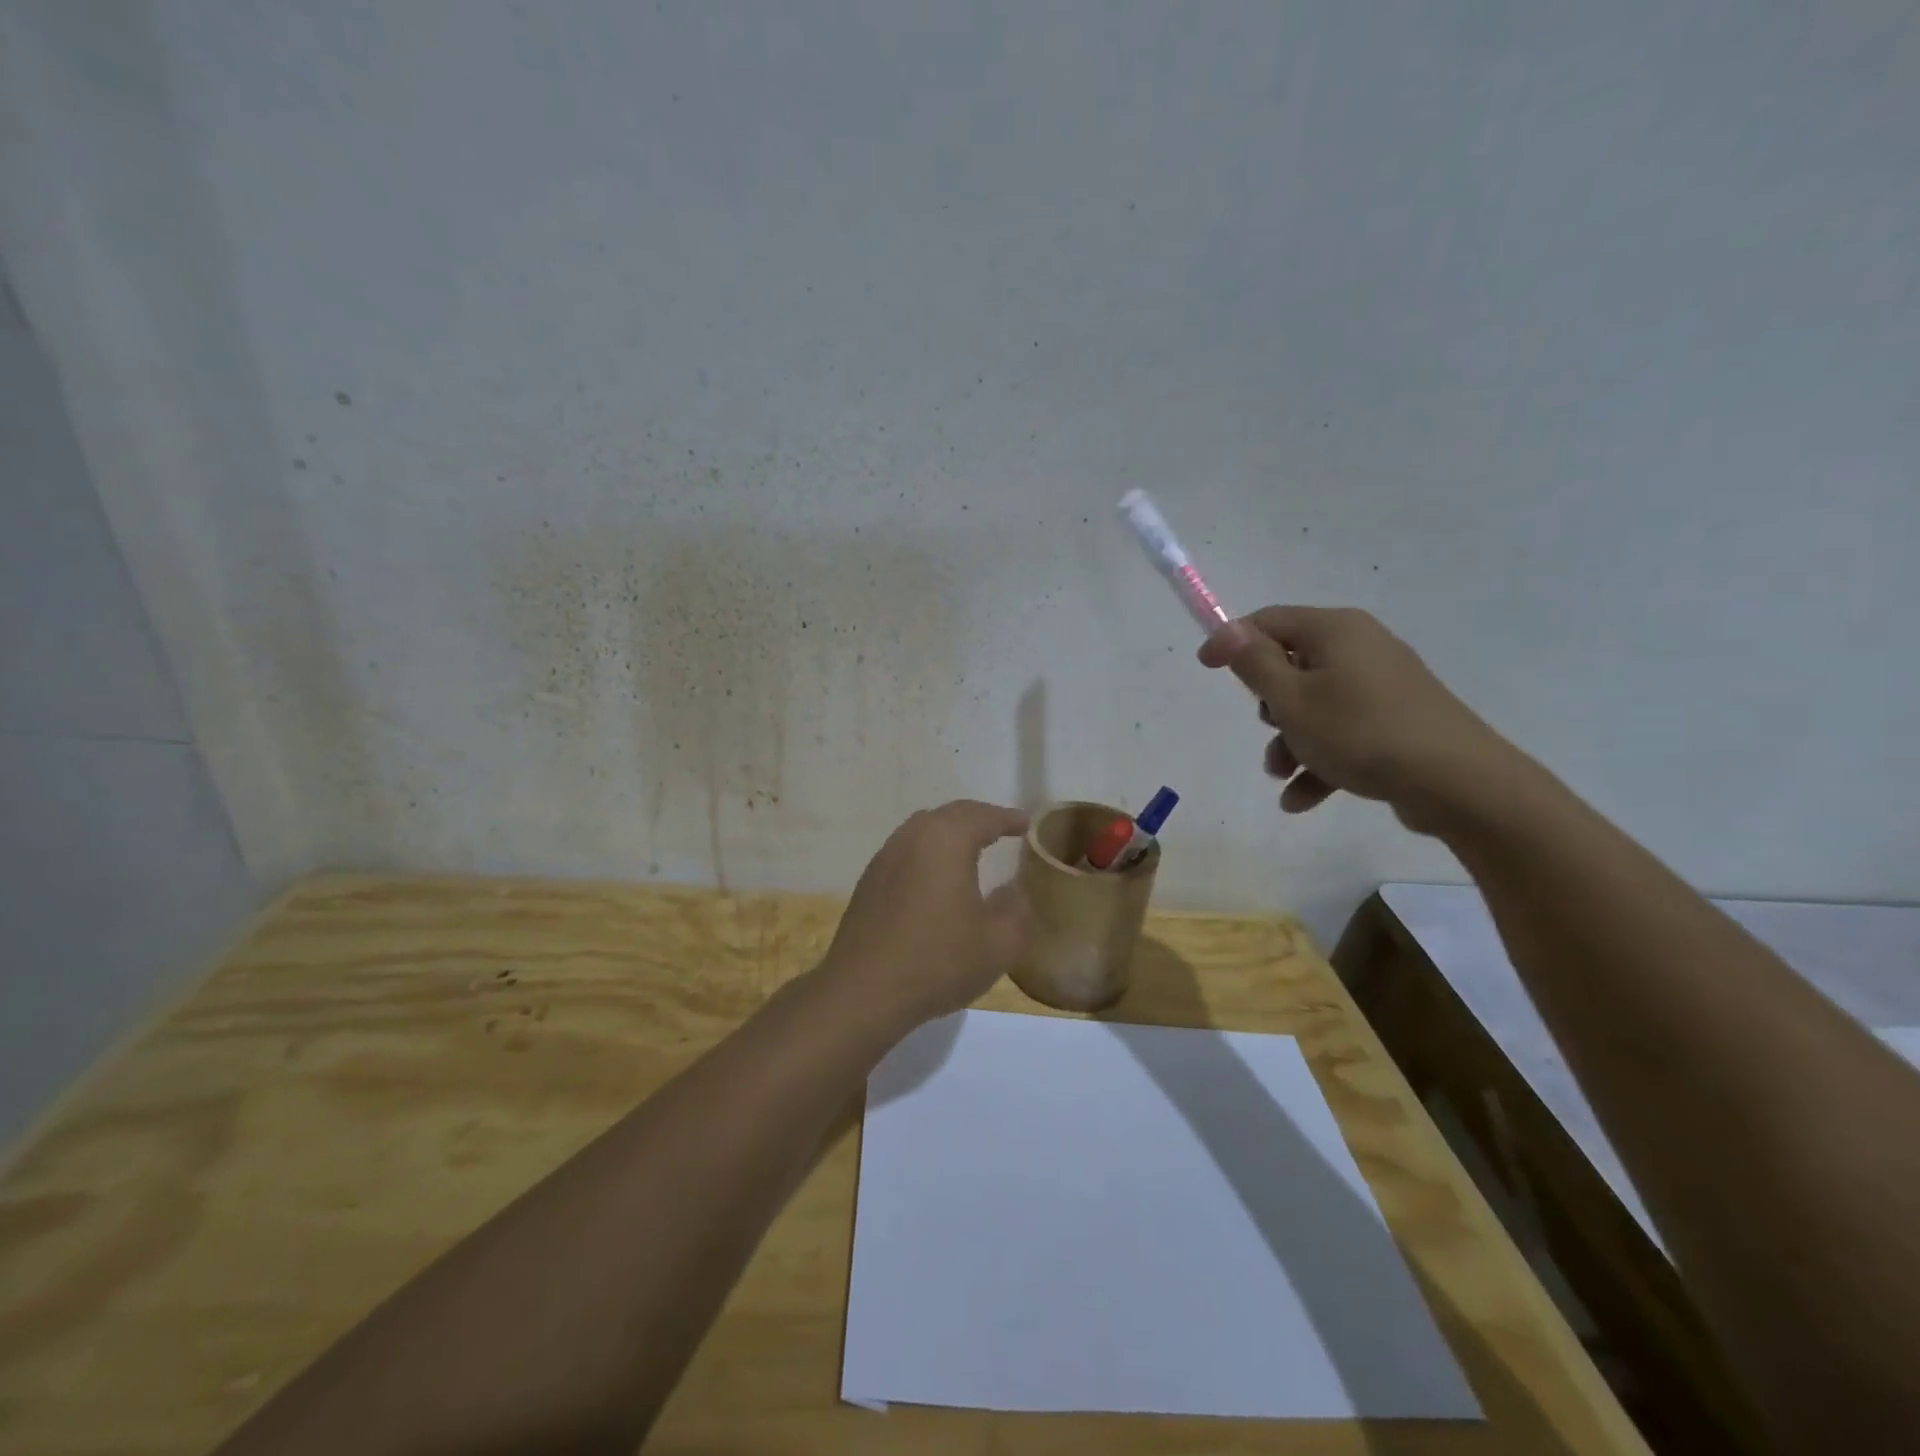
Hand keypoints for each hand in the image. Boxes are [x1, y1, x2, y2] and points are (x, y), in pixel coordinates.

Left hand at [816, 800, 1032, 1031]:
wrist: (863, 992)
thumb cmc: (937, 961)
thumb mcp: (997, 943)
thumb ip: (1015, 909)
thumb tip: (1014, 891)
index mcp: (946, 840)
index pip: (983, 817)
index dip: (1008, 819)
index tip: (1026, 824)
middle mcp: (912, 837)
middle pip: (951, 815)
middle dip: (979, 819)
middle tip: (1002, 830)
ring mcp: (885, 857)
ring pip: (924, 830)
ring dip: (951, 833)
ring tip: (972, 849)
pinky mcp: (869, 880)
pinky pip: (907, 851)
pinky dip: (929, 852)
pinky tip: (936, 878)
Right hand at [1198, 606, 1520, 832]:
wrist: (1456, 782)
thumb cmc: (1360, 732)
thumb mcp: (1291, 699)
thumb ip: (1254, 664)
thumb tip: (1228, 630)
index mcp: (1334, 630)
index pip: (1268, 621)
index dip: (1232, 642)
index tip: (1205, 669)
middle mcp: (1360, 647)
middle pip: (1292, 664)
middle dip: (1269, 705)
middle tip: (1267, 729)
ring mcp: (1382, 685)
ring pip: (1316, 705)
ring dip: (1290, 741)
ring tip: (1281, 776)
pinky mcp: (1397, 719)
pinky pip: (1343, 731)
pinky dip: (1319, 760)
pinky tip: (1301, 799)